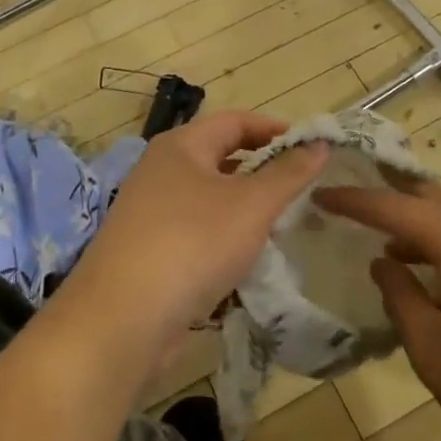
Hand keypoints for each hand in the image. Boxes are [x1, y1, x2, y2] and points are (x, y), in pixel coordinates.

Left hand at [61, 111, 326, 367]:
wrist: (122, 320)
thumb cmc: (192, 244)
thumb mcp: (251, 205)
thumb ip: (288, 174)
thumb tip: (318, 144)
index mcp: (181, 146)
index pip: (236, 121)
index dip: (275, 129)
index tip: (312, 149)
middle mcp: (161, 171)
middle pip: (221, 157)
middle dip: (262, 170)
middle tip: (301, 188)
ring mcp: (150, 212)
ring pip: (209, 198)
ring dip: (245, 208)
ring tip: (281, 224)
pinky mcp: (148, 251)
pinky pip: (196, 232)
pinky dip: (224, 238)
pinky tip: (246, 261)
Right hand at [314, 181, 440, 440]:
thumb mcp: (430, 347)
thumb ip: (400, 295)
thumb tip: (383, 263)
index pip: (398, 207)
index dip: (356, 200)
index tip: (323, 196)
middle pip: (436, 199)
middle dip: (395, 200)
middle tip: (358, 207)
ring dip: (426, 225)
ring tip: (394, 250)